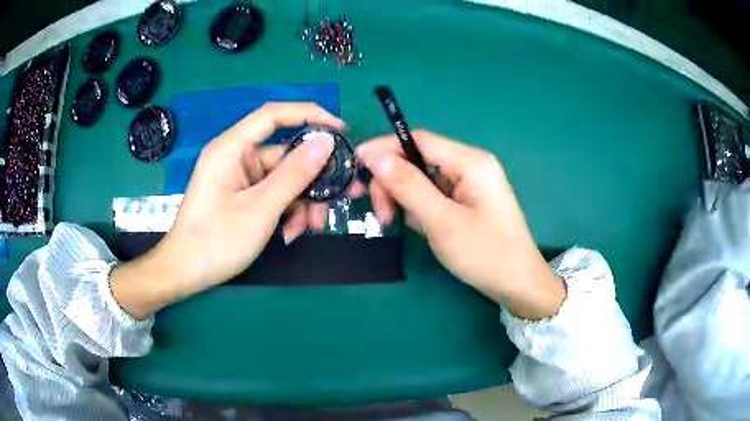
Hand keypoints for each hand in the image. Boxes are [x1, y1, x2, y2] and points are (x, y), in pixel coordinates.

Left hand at [111, 103, 344, 318]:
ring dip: (302, 201)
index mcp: (232, 148)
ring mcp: (240, 178)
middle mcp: (237, 157)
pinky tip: (291, 233)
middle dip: (312, 177)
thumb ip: (294, 174)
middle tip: (341, 195)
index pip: (275, 115)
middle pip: (285, 153)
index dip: (310, 115)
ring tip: (312, 227)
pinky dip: (287, 211)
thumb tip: (326, 142)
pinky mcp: (242, 196)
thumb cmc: (215, 241)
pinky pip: (273, 194)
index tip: (341, 130)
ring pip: (283, 178)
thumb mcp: (260, 209)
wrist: (184, 273)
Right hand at [356, 131, 564, 319]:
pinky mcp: (467, 201)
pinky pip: (434, 195)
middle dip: (394, 183)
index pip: (419, 140)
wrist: (517, 285)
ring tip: (397, 224)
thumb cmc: (484, 253)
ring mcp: (470, 184)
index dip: (385, 148)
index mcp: (471, 161)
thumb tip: (373, 155)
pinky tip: (419, 227)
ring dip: (404, 198)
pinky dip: (419, 208)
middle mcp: (471, 165)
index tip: (357, 165)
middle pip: (419, 160)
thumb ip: (407, 185)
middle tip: (382, 216)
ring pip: (423, 179)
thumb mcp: (441, 220)